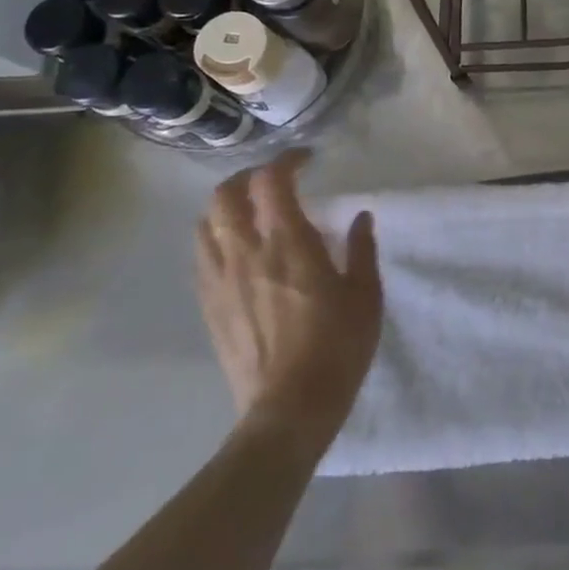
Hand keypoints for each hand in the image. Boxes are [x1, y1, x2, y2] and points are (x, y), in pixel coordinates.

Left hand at [195, 150, 381, 451]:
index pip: (271, 180)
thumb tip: (361, 216)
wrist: (289, 409)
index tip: (306, 160)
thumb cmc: (338, 347)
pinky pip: (202, 255)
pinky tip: (238, 250)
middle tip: (274, 181)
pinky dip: (217, 237)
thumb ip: (361, 249)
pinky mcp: (209, 305)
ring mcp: (221, 279)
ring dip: (227, 205)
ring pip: (206, 222)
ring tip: (251, 211)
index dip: (286, 160)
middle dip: (248, 176)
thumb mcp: (366, 295)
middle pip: (226, 194)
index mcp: (289, 243)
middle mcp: (247, 252)